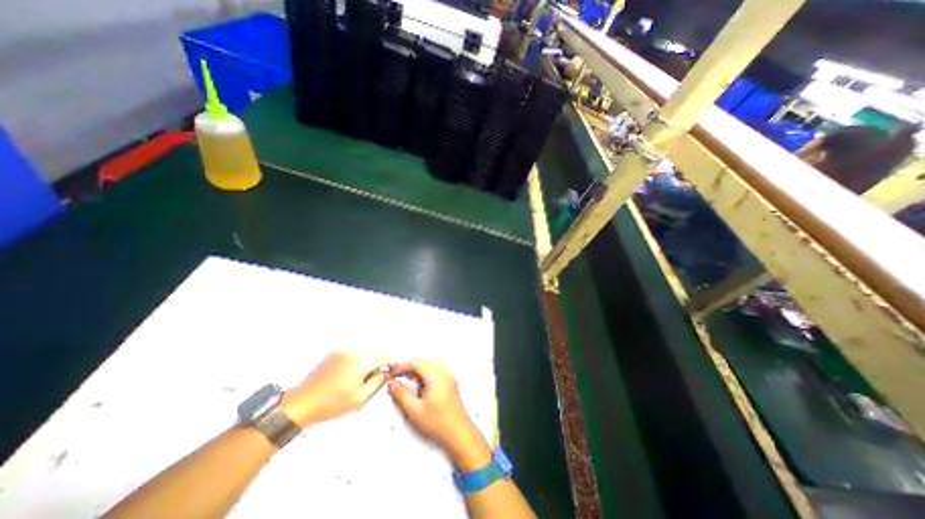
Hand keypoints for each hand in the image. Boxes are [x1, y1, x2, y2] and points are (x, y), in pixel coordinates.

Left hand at [282, 351, 388, 427]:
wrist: (300, 403)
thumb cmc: (330, 403)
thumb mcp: (359, 398)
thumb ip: (377, 382)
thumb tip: (386, 373)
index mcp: (361, 361)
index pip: (385, 357)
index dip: (392, 363)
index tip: (395, 369)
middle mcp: (353, 352)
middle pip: (373, 355)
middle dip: (377, 366)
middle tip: (374, 382)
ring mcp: (342, 351)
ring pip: (363, 356)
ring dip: (366, 365)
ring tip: (357, 382)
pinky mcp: (333, 354)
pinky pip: (352, 356)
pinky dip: (355, 364)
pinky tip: (347, 378)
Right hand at [387, 360, 494, 468]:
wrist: (458, 433)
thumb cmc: (438, 422)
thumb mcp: (415, 410)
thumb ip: (401, 395)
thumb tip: (392, 384)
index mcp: (436, 376)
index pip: (416, 363)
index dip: (402, 367)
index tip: (392, 374)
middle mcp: (444, 372)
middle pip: (423, 362)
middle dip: (409, 368)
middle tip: (397, 377)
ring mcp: (449, 376)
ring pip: (429, 365)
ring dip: (417, 370)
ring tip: (406, 381)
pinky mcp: (450, 381)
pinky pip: (435, 370)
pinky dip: (425, 373)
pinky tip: (419, 385)